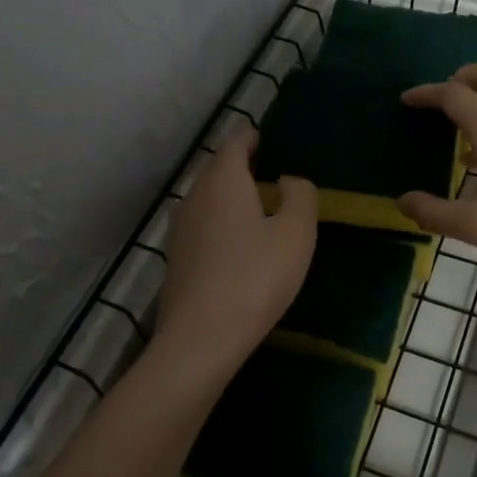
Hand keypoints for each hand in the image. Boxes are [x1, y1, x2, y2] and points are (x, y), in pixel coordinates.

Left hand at [155, 127, 316, 372]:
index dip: (253, 137)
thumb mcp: (296, 234)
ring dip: (231, 196)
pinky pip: (202, 224)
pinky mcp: (176, 257)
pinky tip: (238, 245)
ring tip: (259, 208)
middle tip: (273, 174)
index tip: (271, 141)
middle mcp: (195, 196)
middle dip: (243, 165)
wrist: (200, 339)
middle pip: (218, 168)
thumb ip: (300, 196)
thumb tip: (288, 180)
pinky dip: (220, 222)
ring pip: (207, 197)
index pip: (235, 142)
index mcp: (224, 181)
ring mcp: (180, 228)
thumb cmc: (255, 278)